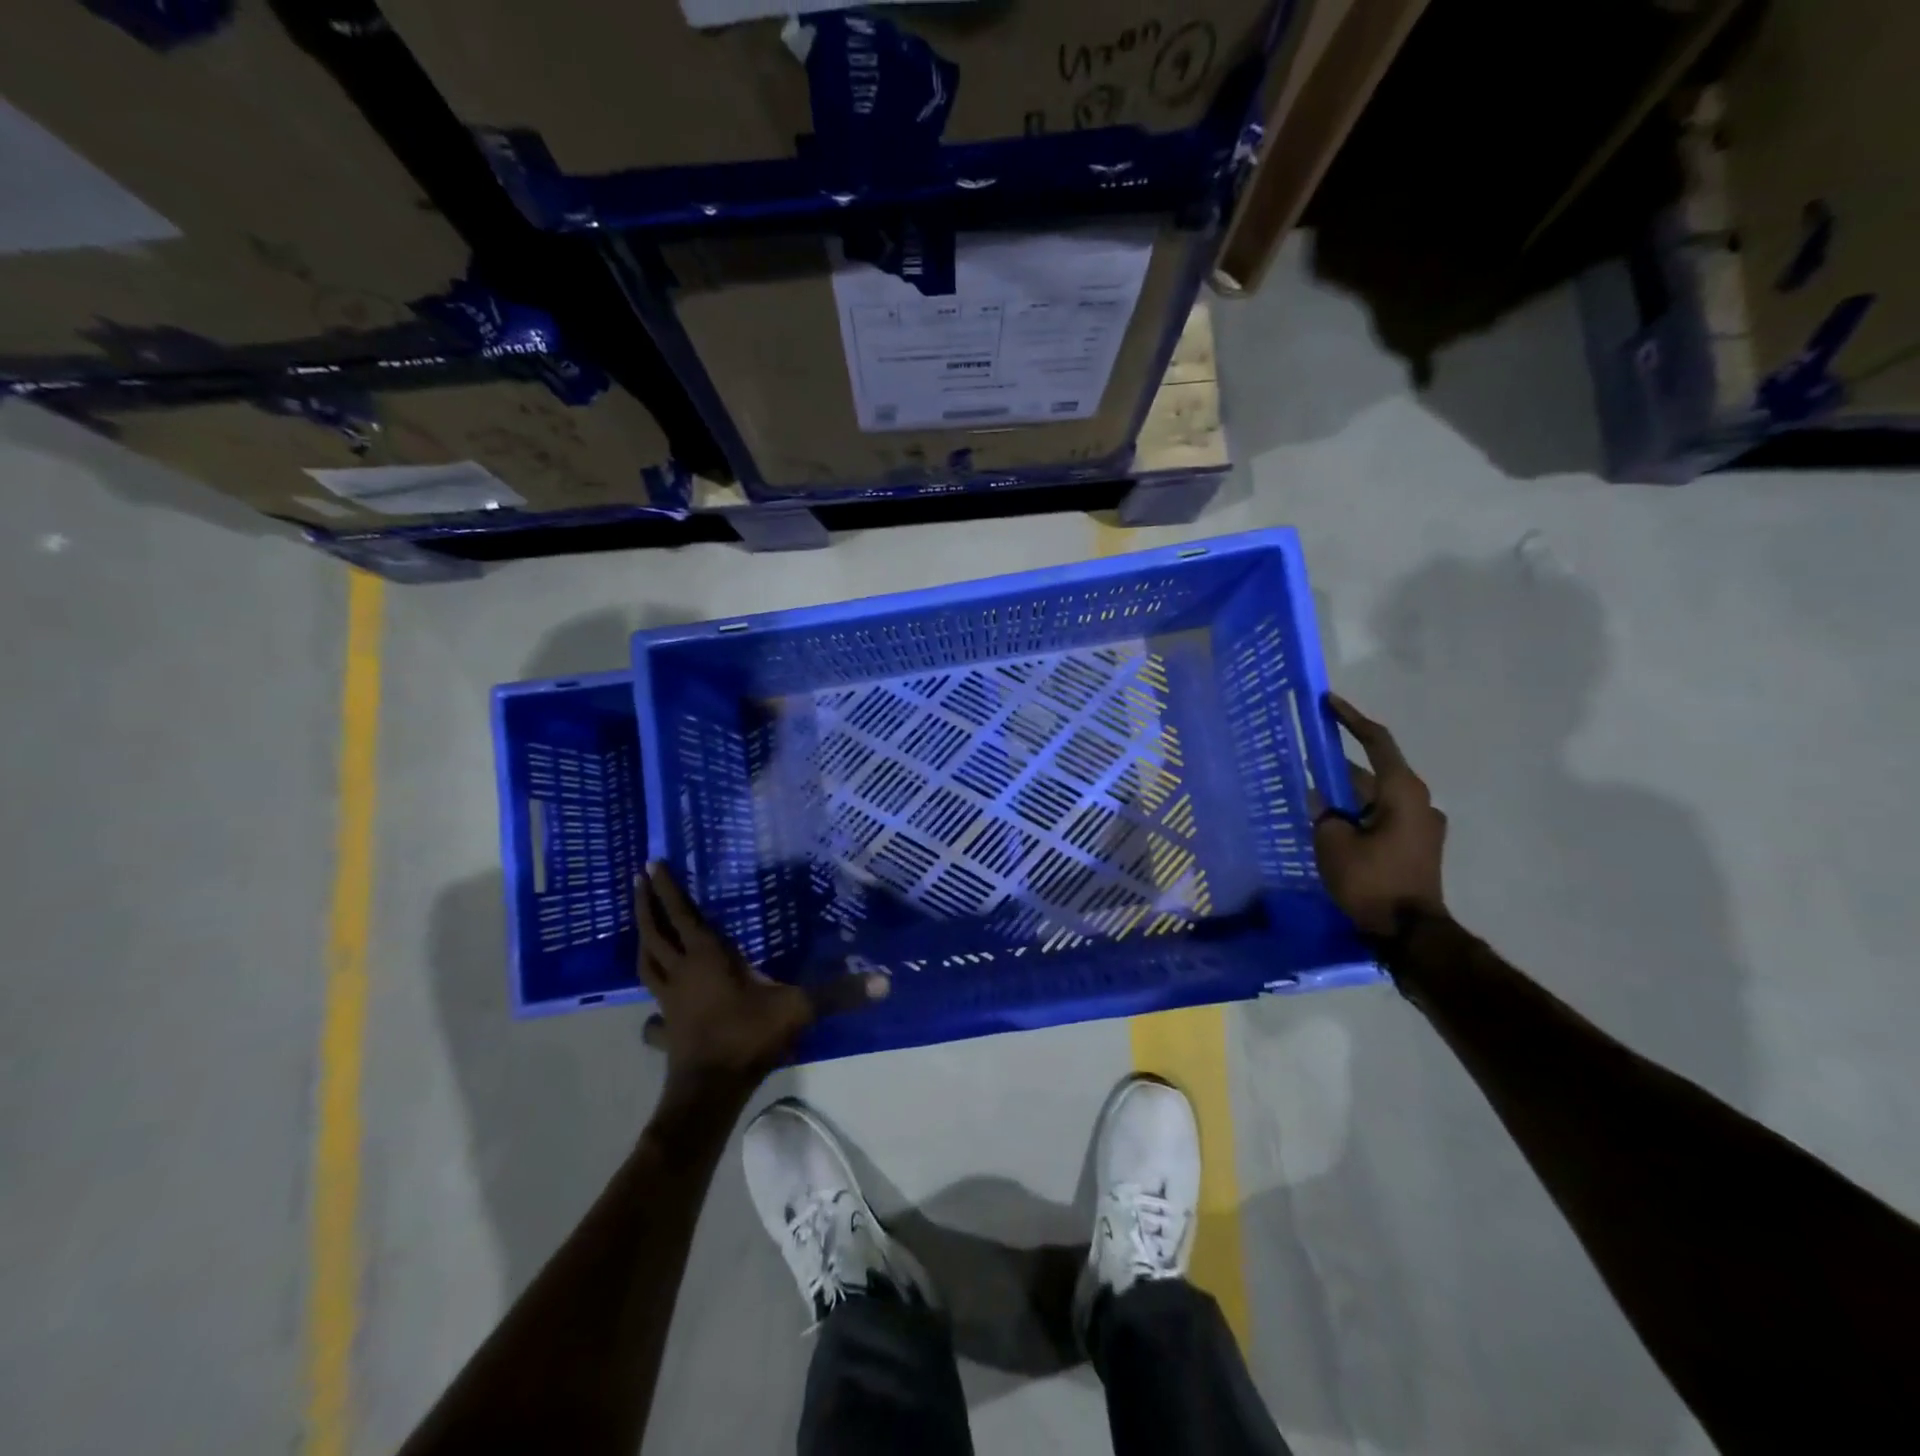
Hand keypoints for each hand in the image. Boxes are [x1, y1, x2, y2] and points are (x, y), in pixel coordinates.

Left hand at [635, 862, 888, 1102]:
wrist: (710, 1091)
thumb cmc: (748, 1037)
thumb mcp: (798, 1009)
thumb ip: (838, 993)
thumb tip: (885, 981)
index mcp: (707, 958)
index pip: (683, 915)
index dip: (668, 889)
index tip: (652, 863)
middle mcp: (682, 973)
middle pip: (654, 933)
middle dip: (645, 905)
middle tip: (638, 881)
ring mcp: (669, 1003)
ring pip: (646, 966)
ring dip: (642, 942)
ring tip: (642, 928)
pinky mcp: (666, 1029)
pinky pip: (652, 1014)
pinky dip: (650, 1010)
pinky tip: (653, 1014)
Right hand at [1313, 695, 1448, 937]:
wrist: (1409, 932)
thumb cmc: (1370, 880)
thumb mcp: (1332, 842)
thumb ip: (1323, 812)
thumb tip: (1322, 799)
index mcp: (1402, 792)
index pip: (1376, 742)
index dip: (1351, 719)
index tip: (1328, 702)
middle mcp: (1419, 801)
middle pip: (1373, 772)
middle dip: (1338, 768)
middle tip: (1306, 762)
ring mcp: (1423, 825)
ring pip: (1377, 797)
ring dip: (1348, 796)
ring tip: (1314, 799)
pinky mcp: (1419, 846)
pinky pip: (1383, 817)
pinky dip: (1359, 814)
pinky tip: (1334, 825)